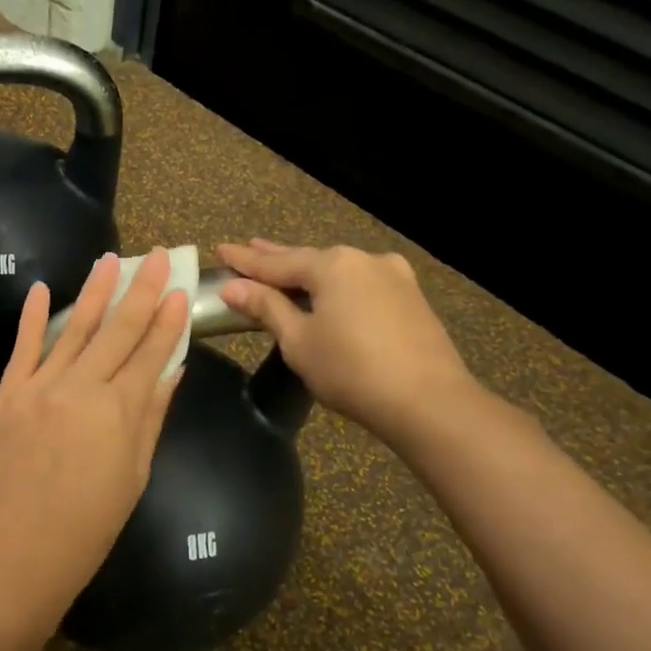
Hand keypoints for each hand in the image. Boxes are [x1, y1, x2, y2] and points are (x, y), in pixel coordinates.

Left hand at [0, 250, 190, 637]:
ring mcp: (39, 387)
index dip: (168, 320)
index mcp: (120, 412)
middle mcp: (82, 388)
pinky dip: (31, 316)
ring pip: (73, 328)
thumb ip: (151, 417)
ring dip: (94, 291)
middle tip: (159, 255)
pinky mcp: (7, 394)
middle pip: (118, 330)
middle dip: (142, 290)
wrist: (15, 554)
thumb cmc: (87, 527)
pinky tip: (41, 287)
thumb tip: (171, 371)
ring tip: (111, 259)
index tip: (181, 290)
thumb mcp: (133, 475)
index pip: (151, 353)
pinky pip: (23, 347)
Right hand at [215, 239, 475, 437]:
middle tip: (248, 250)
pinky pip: (361, 285)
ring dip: (308, 272)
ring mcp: (393, 277)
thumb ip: (266, 308)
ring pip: (338, 271)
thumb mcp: (298, 341)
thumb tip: (233, 287)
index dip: (245, 260)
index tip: (221, 249)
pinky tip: (330, 290)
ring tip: (284, 269)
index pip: (276, 262)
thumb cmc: (351, 370)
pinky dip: (336, 286)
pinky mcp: (411, 299)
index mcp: (332, 265)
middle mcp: (364, 260)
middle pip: (308, 259)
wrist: (429, 402)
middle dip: (276, 258)